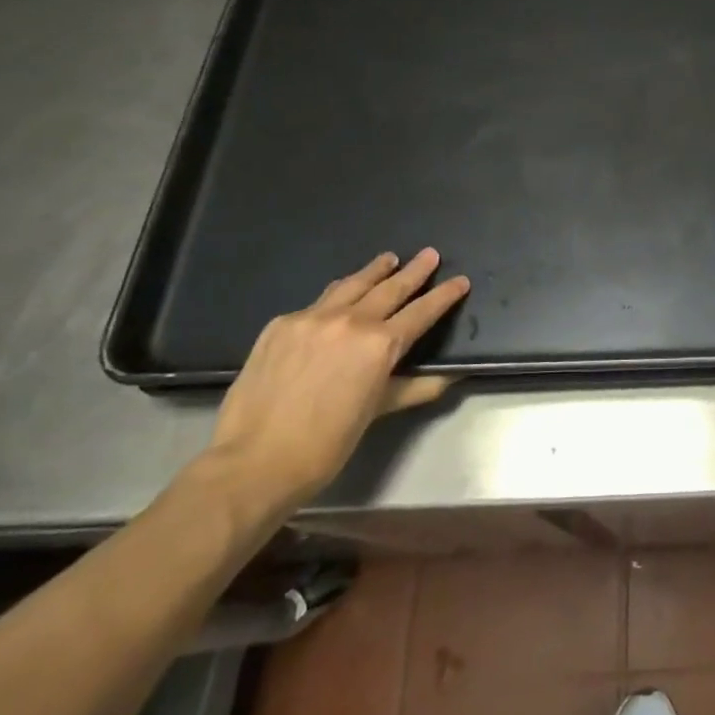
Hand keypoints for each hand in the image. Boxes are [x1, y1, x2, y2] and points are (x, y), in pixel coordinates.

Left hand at [204, 249, 470, 511]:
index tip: (460, 280)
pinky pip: (318, 301)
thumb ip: (416, 387)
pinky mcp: (281, 324)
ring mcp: (312, 318)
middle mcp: (350, 321)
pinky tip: (340, 295)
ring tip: (388, 259)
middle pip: (390, 288)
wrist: (254, 460)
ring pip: (351, 285)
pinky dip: (338, 294)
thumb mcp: (378, 412)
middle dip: (414, 271)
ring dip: (374, 271)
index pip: (422, 311)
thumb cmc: (327, 444)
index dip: (444, 295)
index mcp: (380, 345)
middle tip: (430, 254)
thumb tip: (450, 377)